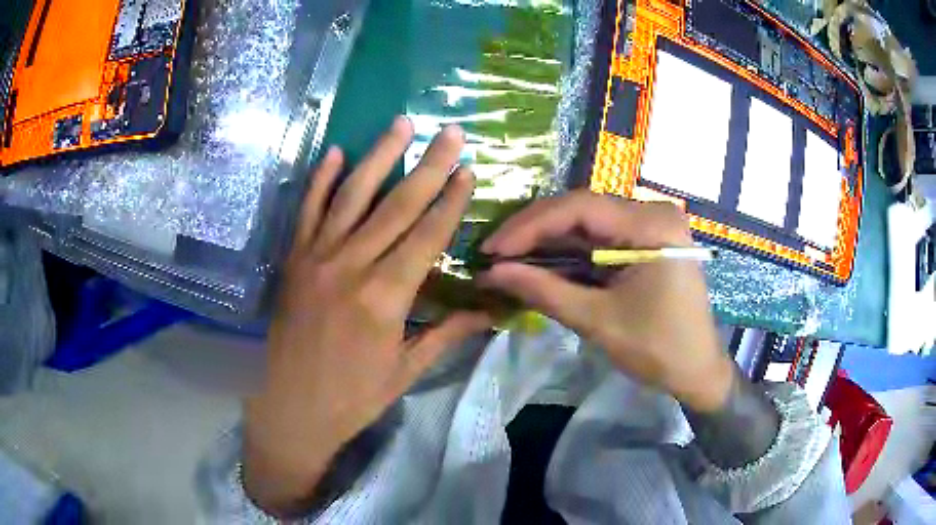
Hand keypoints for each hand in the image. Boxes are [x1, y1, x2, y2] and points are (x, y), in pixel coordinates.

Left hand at [243, 118, 491, 516]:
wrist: (289, 408)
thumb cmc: (352, 397)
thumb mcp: (405, 371)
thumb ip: (447, 333)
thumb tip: (491, 310)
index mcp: (384, 298)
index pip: (426, 236)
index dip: (450, 201)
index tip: (468, 169)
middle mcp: (351, 266)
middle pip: (397, 205)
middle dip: (428, 165)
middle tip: (448, 131)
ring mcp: (316, 257)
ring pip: (353, 196)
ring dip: (379, 156)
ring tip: (401, 123)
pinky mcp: (293, 260)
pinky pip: (307, 210)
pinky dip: (321, 179)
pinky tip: (336, 152)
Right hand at [479, 190, 733, 411]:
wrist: (698, 369)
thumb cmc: (657, 349)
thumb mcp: (598, 321)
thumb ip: (544, 291)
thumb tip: (492, 273)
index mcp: (651, 225)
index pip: (579, 208)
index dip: (529, 225)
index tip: (492, 249)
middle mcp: (652, 211)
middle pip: (582, 209)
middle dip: (534, 231)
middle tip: (495, 253)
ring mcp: (651, 223)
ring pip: (588, 221)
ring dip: (548, 239)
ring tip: (509, 256)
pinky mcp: (647, 238)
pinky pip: (601, 235)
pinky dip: (570, 249)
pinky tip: (541, 259)